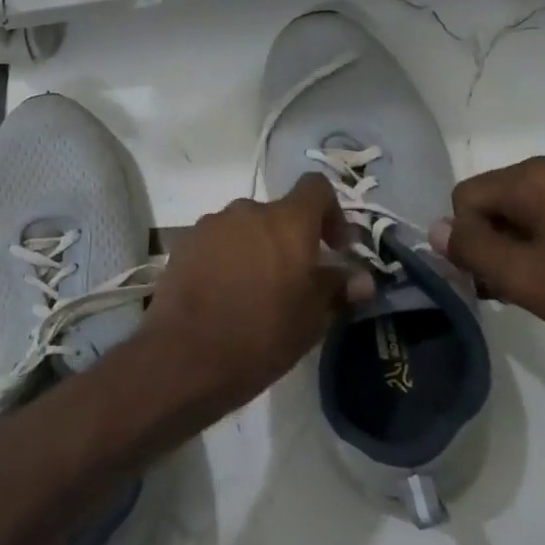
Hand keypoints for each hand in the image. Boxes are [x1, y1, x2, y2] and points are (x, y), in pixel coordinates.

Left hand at [143, 173, 367, 411]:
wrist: (185, 357)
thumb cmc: (261, 335)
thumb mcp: (312, 319)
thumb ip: (338, 289)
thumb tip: (362, 279)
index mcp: (287, 221)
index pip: (316, 187)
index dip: (331, 213)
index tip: (335, 248)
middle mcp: (246, 211)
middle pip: (277, 213)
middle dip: (290, 240)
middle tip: (294, 280)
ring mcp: (209, 225)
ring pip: (244, 228)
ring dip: (256, 249)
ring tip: (255, 291)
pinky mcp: (182, 245)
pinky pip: (215, 243)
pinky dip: (226, 259)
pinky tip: (224, 295)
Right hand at [431, 157, 544, 365]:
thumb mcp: (523, 278)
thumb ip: (471, 249)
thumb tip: (435, 228)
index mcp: (537, 177)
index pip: (466, 197)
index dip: (468, 239)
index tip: (491, 278)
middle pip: (495, 198)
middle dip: (492, 240)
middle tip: (512, 287)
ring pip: (524, 207)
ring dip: (518, 243)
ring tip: (538, 285)